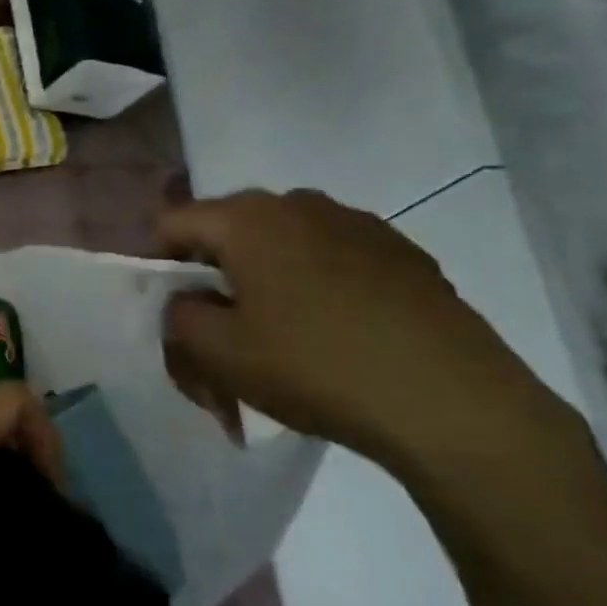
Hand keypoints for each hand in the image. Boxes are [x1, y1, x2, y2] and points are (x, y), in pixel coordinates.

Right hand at [159, 190, 574, 482]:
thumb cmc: (315, 367)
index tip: (167, 312)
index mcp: (249, 218)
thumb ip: (177, 315)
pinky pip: (330, 261)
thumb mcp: (217, 352)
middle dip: (210, 280)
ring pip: (281, 247)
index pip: (171, 224)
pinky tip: (330, 338)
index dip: (155, 265)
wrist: (451, 402)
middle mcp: (301, 203)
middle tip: (215, 336)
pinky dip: (311, 290)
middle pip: (227, 233)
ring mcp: (358, 224)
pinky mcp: (402, 254)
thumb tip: (188, 299)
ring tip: (274, 341)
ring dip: (261, 285)